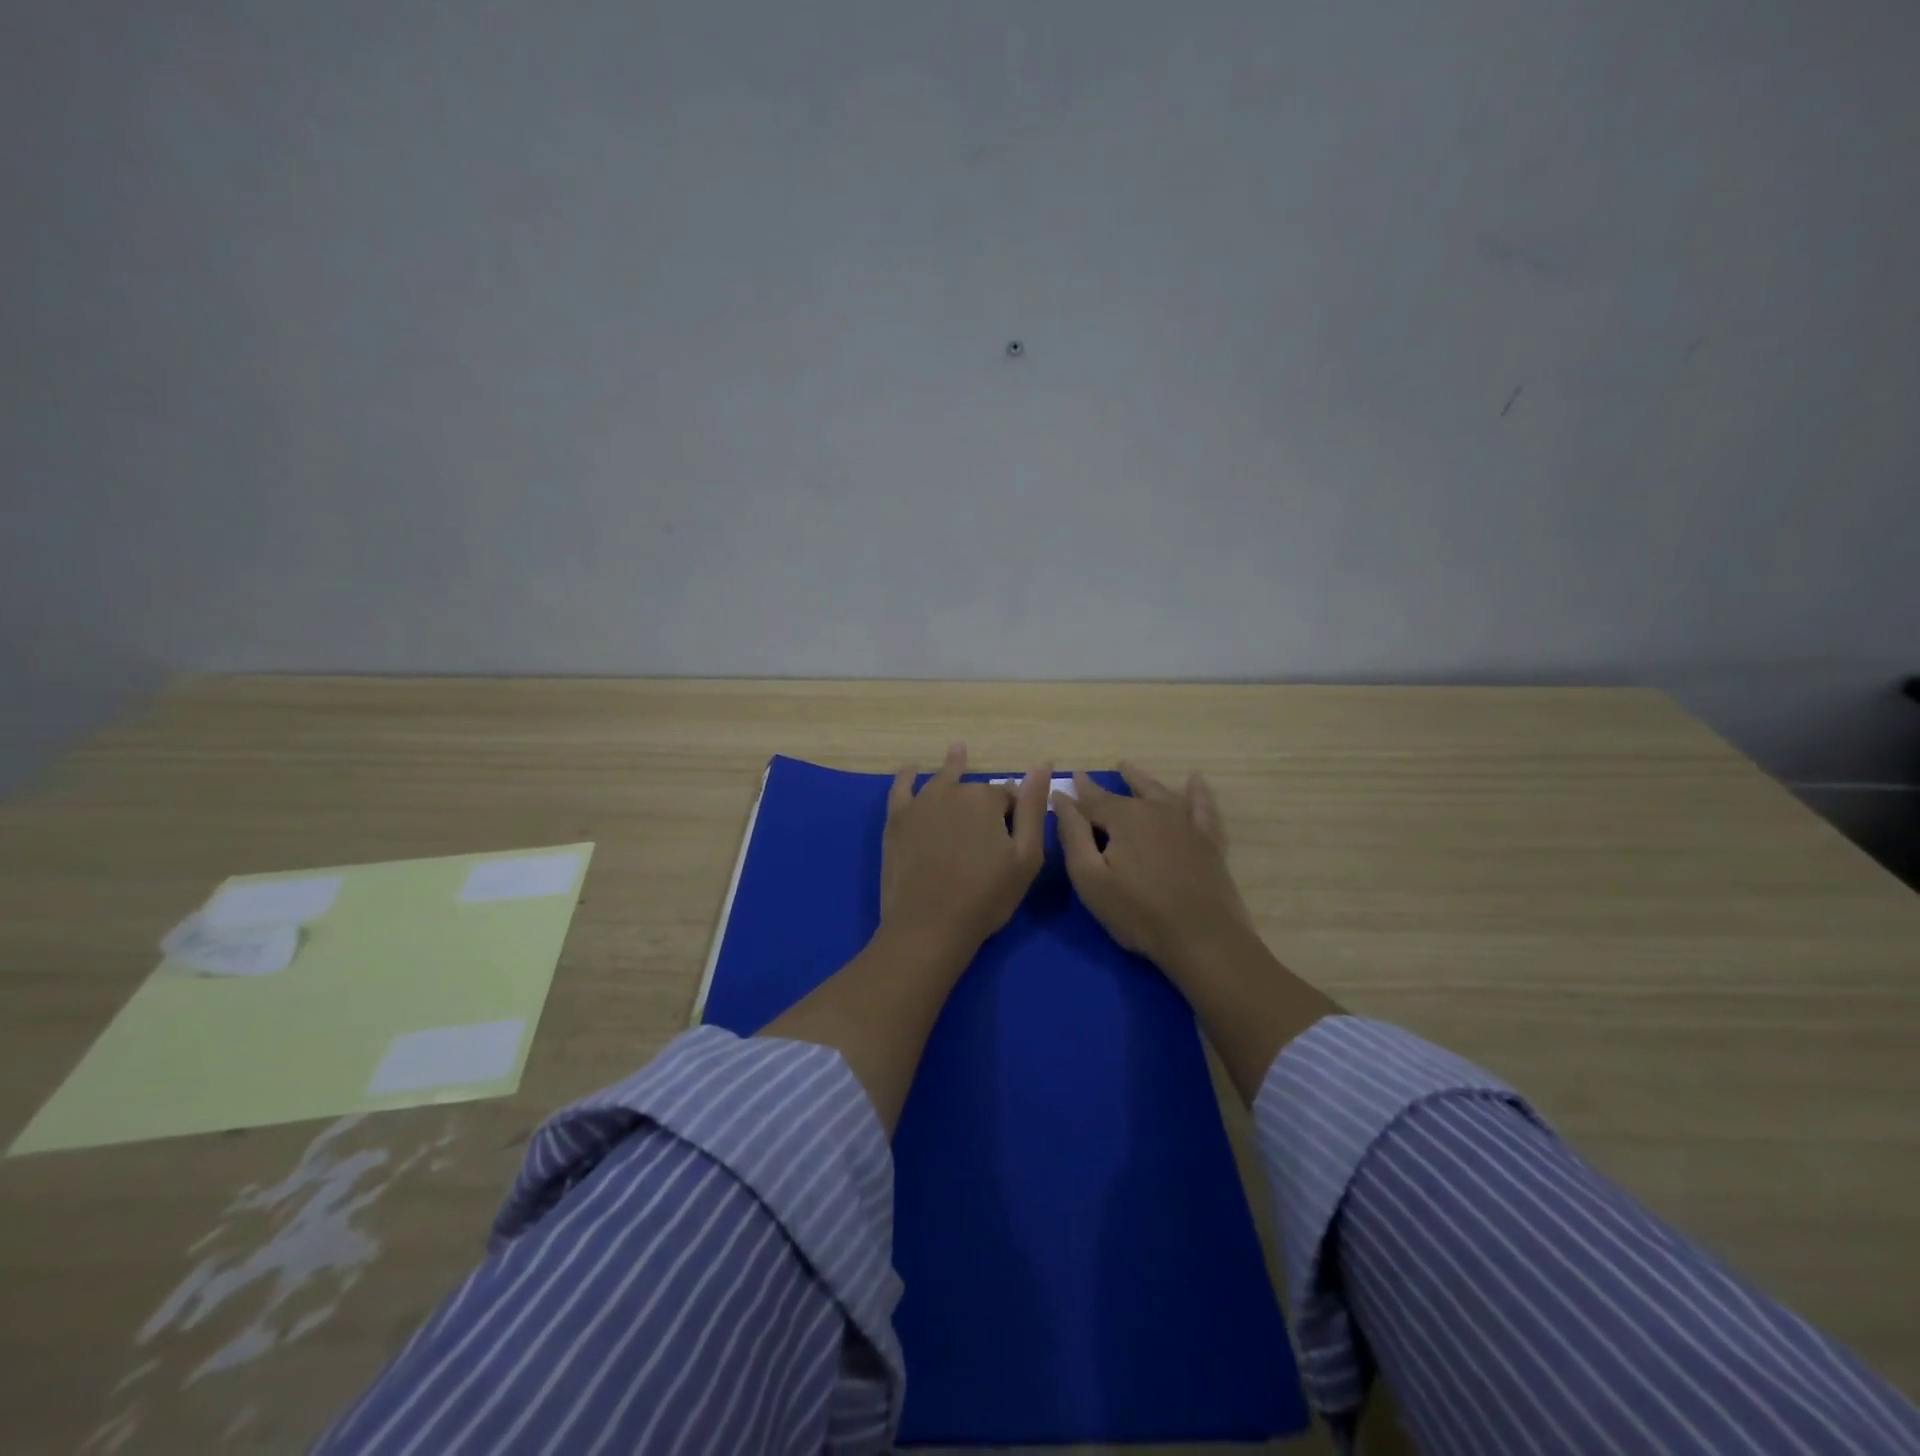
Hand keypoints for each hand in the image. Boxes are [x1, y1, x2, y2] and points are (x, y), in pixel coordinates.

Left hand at [881, 743, 1052, 957]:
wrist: (930, 925)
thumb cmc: (986, 896)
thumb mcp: (1026, 857)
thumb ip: (1033, 809)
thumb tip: (1041, 765)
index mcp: (986, 799)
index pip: (1008, 797)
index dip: (1014, 814)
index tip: (1013, 837)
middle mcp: (952, 792)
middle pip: (974, 790)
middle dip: (984, 802)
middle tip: (986, 829)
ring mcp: (920, 804)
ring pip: (941, 781)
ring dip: (952, 767)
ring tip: (958, 750)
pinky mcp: (896, 821)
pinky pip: (901, 788)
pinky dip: (908, 776)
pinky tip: (912, 769)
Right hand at [1053, 762, 1254, 976]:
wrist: (1202, 937)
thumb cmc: (1137, 912)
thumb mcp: (1090, 877)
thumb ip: (1073, 834)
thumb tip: (1061, 797)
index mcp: (1123, 818)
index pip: (1093, 799)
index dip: (1077, 792)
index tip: (1066, 782)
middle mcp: (1154, 810)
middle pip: (1127, 792)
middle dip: (1106, 785)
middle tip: (1091, 777)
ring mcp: (1185, 822)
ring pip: (1160, 792)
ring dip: (1141, 780)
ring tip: (1129, 768)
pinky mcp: (1208, 840)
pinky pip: (1202, 806)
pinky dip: (1197, 792)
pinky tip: (1195, 780)